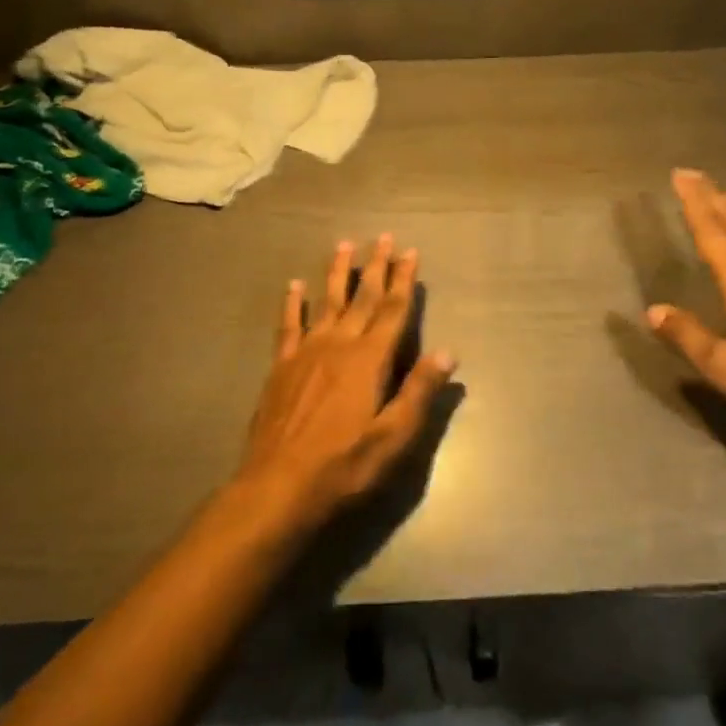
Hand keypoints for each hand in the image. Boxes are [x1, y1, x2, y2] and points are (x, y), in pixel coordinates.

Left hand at [234, 233, 456, 534]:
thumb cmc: (344, 466)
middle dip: (376, 267)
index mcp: (369, 360)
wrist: (278, 487)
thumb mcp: (393, 437)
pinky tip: (294, 285)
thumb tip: (448, 352)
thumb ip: (419, 391)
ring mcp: (306, 352)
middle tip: (383, 238)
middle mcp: (339, 345)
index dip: (403, 280)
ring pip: (327, 302)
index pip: (393, 311)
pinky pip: (289, 325)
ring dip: (338, 273)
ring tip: (345, 245)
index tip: (410, 252)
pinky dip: (293, 303)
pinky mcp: (281, 367)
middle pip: (362, 298)